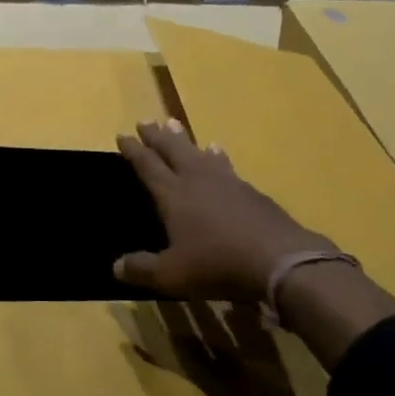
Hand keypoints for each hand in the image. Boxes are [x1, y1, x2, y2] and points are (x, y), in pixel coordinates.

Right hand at [113, 119, 332, 301]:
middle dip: (156, 136)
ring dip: (184, 139)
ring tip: (175, 125)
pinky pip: (225, 164)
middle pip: (172, 149)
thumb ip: (142, 269)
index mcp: (173, 194)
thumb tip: (115, 266)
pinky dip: (216, 155)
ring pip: (198, 152)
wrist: (279, 259)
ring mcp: (226, 181)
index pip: (147, 165)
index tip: (122, 135)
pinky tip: (218, 152)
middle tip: (145, 120)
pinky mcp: (250, 190)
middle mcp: (196, 179)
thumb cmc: (218, 264)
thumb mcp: (172, 275)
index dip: (134, 150)